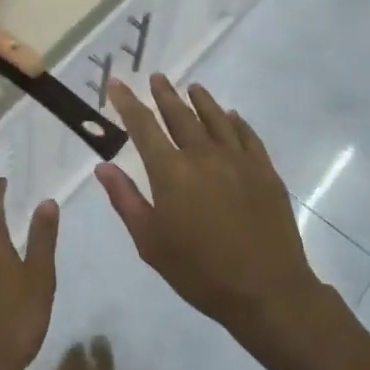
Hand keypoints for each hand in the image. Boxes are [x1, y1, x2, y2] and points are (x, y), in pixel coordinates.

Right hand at [97, 76, 323, 341]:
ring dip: (201, 100)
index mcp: (171, 171)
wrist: (266, 290)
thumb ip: (126, 199)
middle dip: (165, 94)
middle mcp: (203, 155)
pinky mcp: (264, 170)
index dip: (127, 102)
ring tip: (192, 87)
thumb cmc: (199, 271)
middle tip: (157, 78)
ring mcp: (238, 160)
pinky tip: (231, 116)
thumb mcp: (150, 242)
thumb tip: (103, 167)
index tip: (117, 83)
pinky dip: (235, 121)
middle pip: (180, 115)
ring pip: (216, 118)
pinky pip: (247, 135)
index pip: (143, 126)